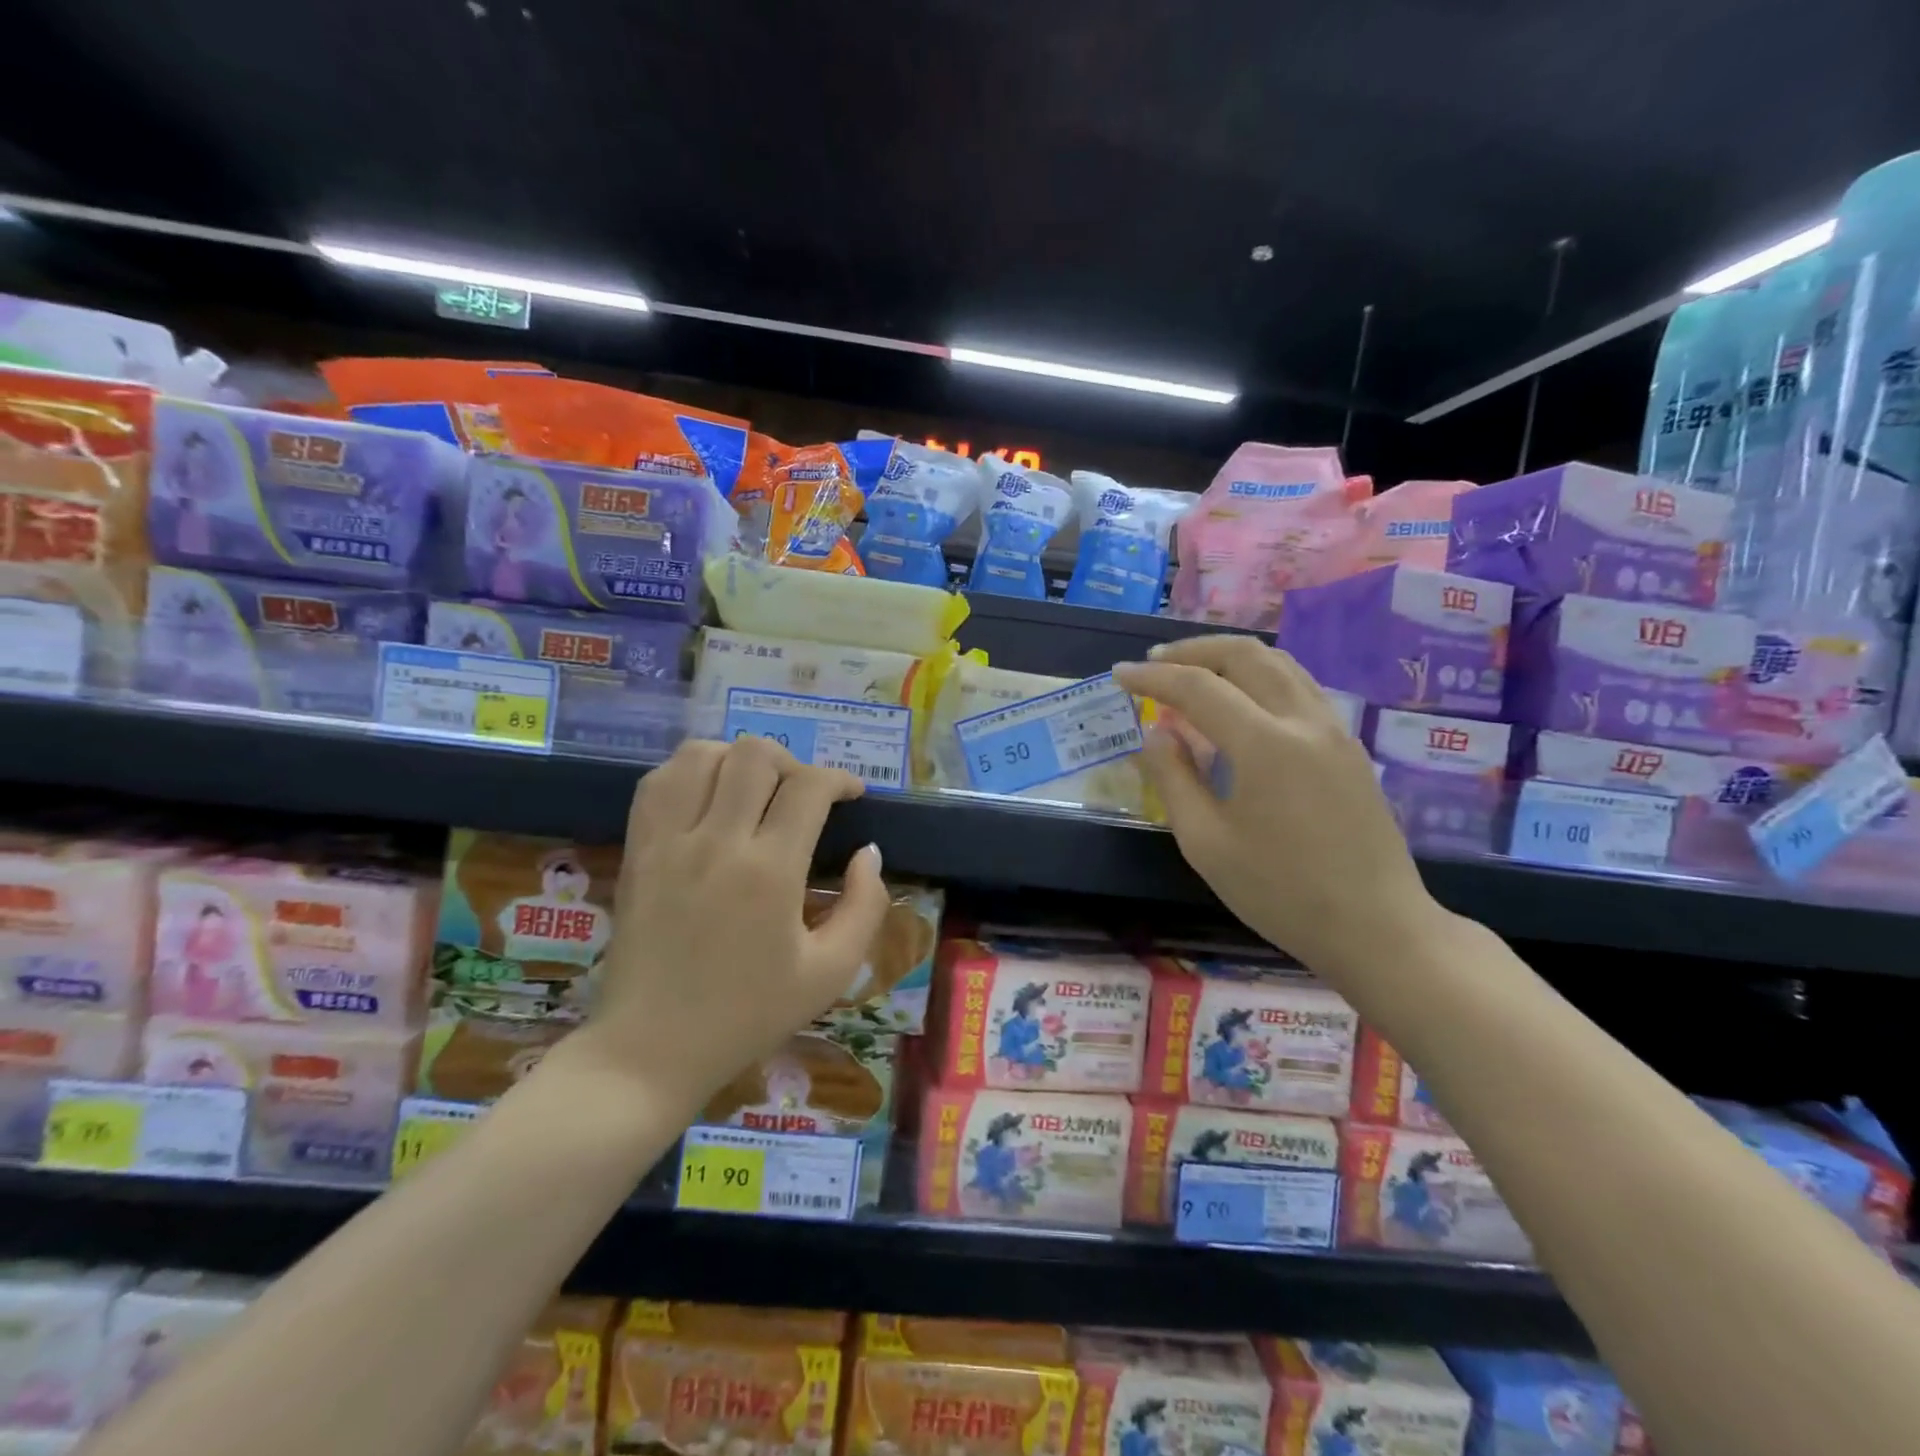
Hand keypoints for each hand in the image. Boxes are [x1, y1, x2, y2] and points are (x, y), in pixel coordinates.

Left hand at [565, 736, 889, 1114]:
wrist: (652, 1049)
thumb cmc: (748, 1014)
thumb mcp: (831, 973)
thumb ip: (865, 907)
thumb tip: (869, 854)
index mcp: (770, 872)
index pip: (809, 787)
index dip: (839, 779)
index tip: (851, 795)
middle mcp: (718, 842)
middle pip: (756, 755)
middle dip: (793, 763)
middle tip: (803, 796)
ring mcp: (669, 841)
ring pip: (703, 754)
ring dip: (739, 760)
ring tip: (754, 790)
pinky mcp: (638, 849)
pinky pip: (659, 780)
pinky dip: (690, 771)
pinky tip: (708, 796)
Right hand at [1113, 636, 1440, 976]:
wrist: (1376, 927)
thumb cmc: (1281, 893)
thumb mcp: (1206, 843)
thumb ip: (1174, 779)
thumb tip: (1157, 733)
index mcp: (1265, 745)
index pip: (1198, 688)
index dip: (1152, 677)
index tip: (1119, 675)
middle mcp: (1303, 721)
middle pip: (1245, 655)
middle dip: (1192, 651)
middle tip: (1153, 663)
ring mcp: (1334, 729)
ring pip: (1279, 663)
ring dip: (1229, 657)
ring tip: (1192, 671)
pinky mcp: (1348, 745)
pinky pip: (1299, 687)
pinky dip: (1260, 677)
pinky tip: (1240, 701)